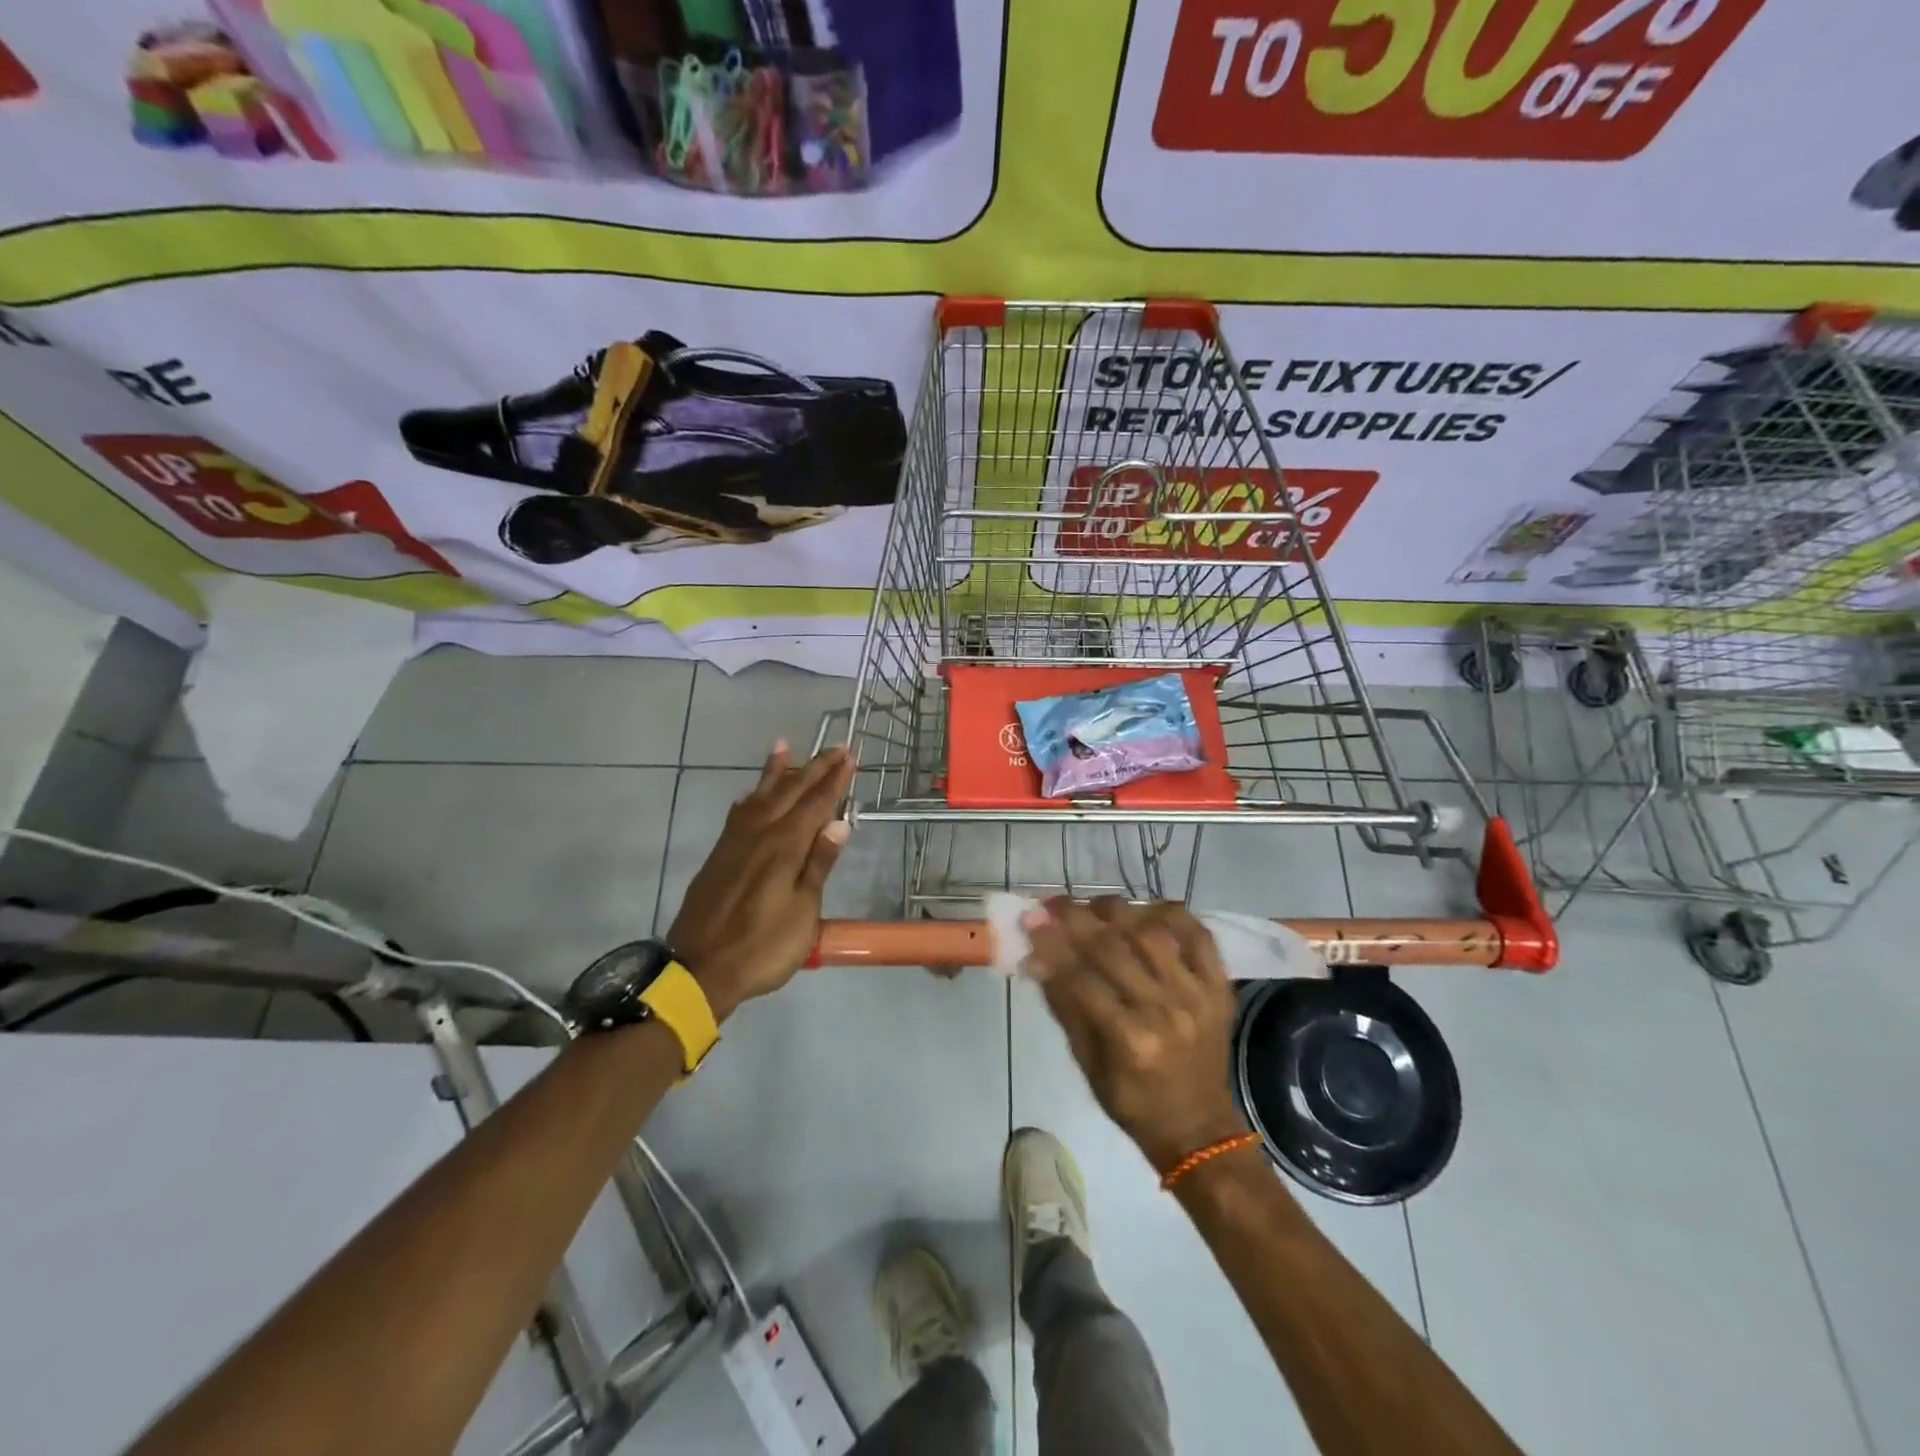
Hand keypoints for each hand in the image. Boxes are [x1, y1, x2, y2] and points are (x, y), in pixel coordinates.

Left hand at [668, 743, 853, 1019]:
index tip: (850, 756)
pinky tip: (754, 794)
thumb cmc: (763, 946)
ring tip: (785, 747)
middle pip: (790, 792)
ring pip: (760, 796)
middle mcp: (759, 834)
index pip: (816, 803)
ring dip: (777, 772)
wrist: (700, 969)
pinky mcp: (719, 854)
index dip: (834, 779)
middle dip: (814, 768)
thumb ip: (818, 865)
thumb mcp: (803, 912)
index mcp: (785, 846)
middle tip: (835, 746)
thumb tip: (839, 824)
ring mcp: (735, 842)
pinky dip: (752, 795)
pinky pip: (740, 811)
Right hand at [1025, 898, 1249, 1171]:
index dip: (1051, 945)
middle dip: (1076, 919)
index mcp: (1130, 1041)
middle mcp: (1166, 1012)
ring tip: (1094, 906)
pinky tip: (1146, 910)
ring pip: (1153, 933)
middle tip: (1053, 904)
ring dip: (1118, 911)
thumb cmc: (1132, 1102)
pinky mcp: (1220, 988)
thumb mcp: (1087, 1063)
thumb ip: (1064, 1005)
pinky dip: (1172, 914)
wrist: (1199, 1128)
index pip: (1081, 978)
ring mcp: (1198, 996)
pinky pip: (1199, 935)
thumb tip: (1036, 956)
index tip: (1030, 919)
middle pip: (1114, 948)